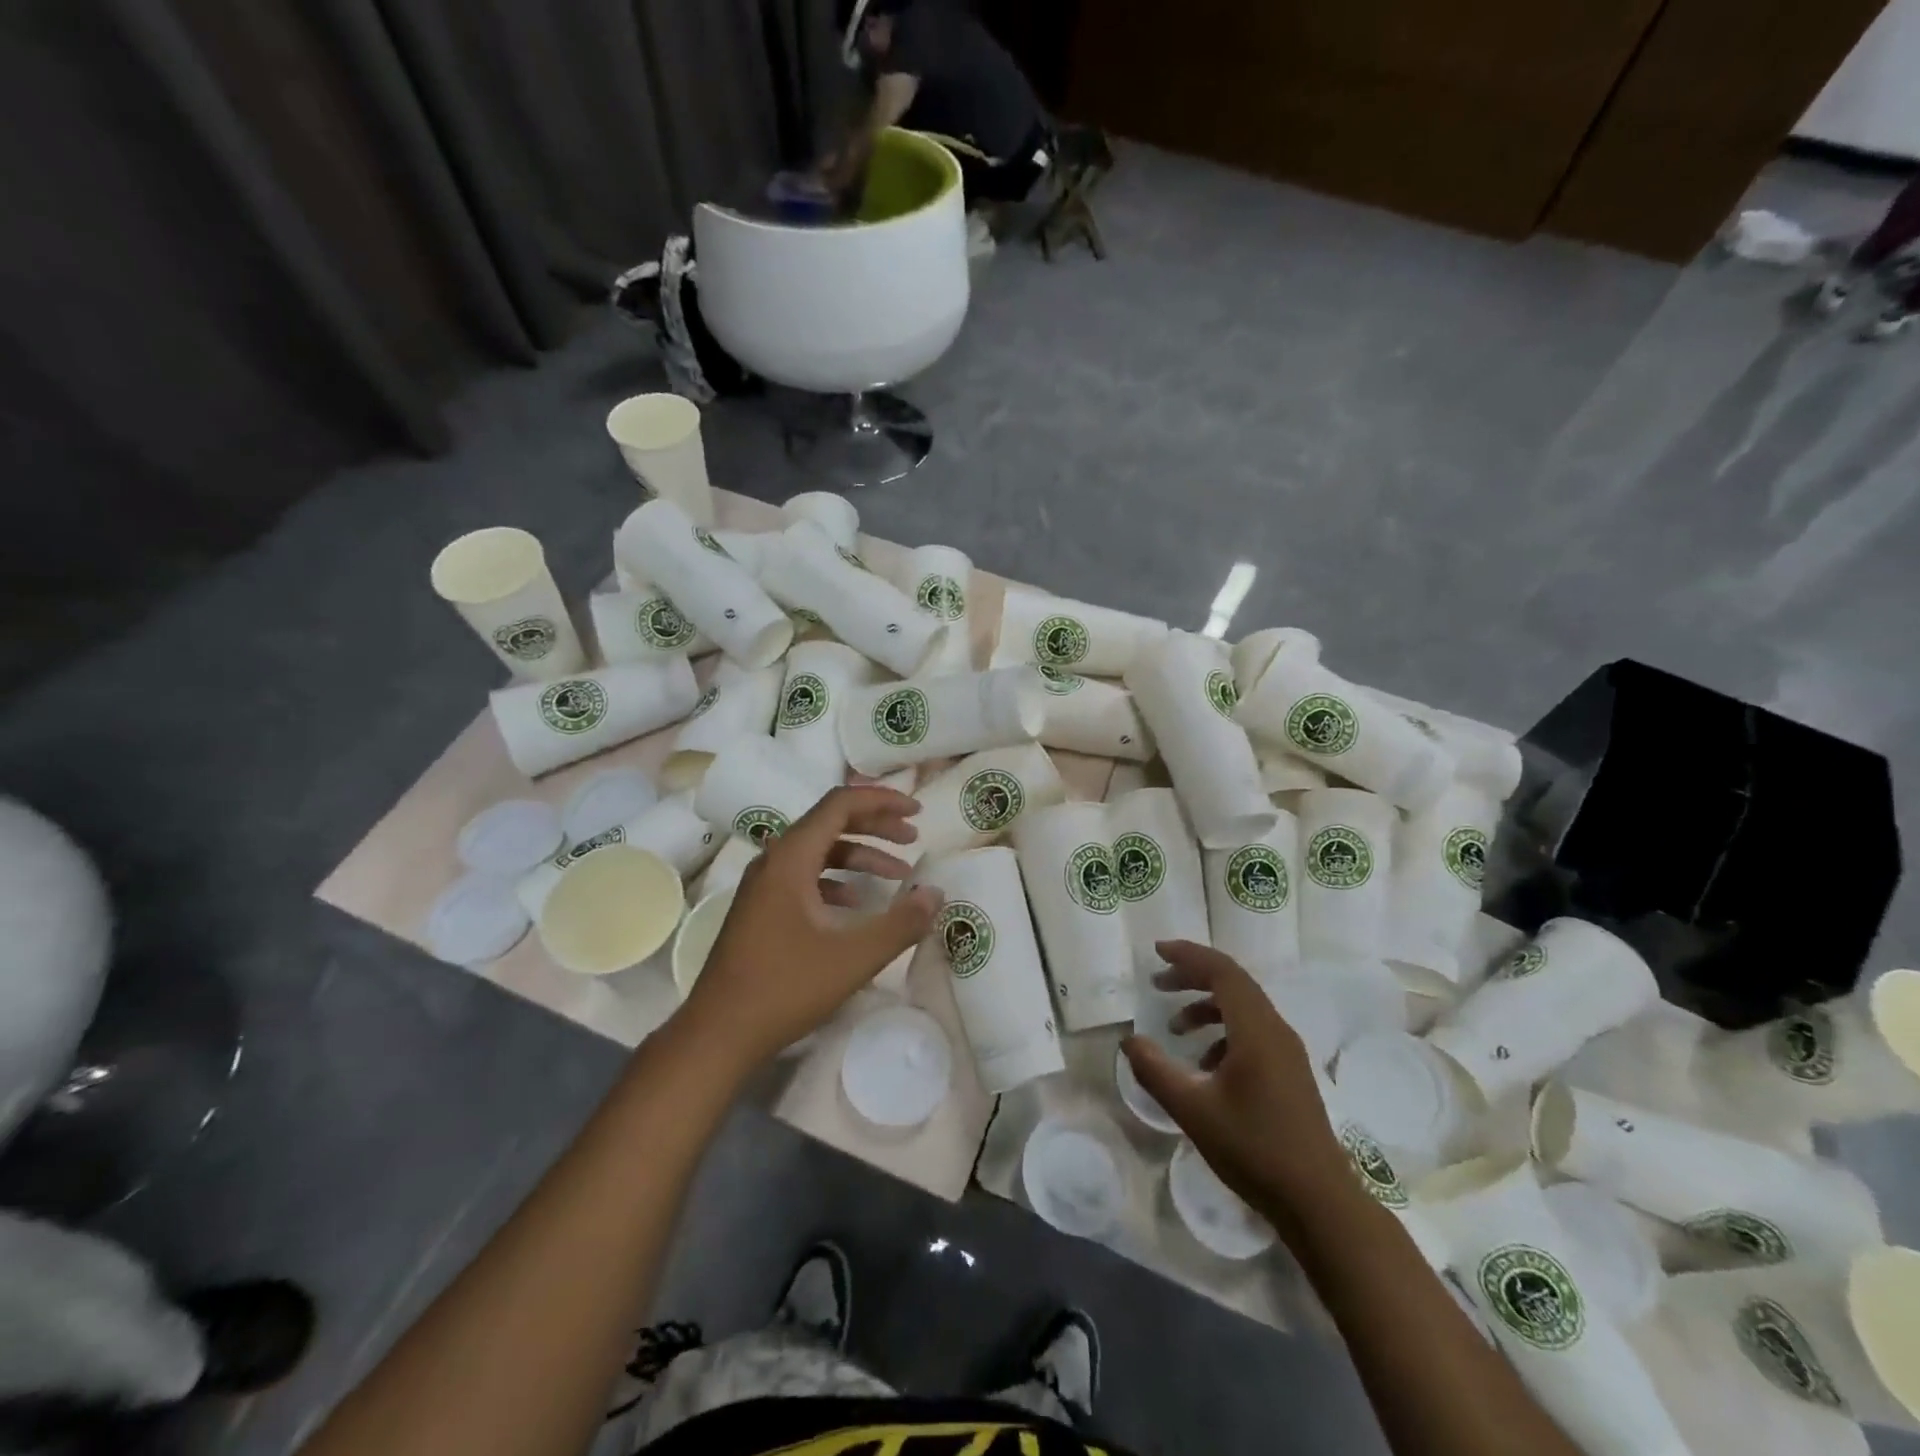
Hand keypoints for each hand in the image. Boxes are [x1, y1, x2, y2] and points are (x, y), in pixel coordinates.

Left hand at [678, 786, 942, 1067]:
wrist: (718, 1033)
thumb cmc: (785, 988)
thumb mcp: (853, 957)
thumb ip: (901, 923)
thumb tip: (936, 893)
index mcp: (791, 857)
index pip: (840, 804)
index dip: (882, 801)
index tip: (918, 813)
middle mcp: (774, 860)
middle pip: (830, 822)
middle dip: (876, 825)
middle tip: (913, 838)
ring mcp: (764, 885)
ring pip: (818, 851)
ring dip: (859, 854)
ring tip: (898, 874)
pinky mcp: (761, 908)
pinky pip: (805, 876)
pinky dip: (837, 879)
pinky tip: (857, 903)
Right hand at [1122, 942, 1349, 1217]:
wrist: (1319, 1203)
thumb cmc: (1254, 1150)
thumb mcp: (1193, 1110)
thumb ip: (1156, 1071)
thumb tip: (1129, 1041)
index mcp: (1256, 1030)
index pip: (1222, 972)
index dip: (1188, 955)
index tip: (1157, 952)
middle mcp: (1276, 1031)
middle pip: (1233, 984)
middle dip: (1193, 977)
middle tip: (1158, 982)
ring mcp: (1288, 1052)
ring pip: (1244, 1009)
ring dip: (1207, 1007)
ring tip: (1175, 1027)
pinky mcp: (1291, 1072)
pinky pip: (1253, 1032)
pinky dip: (1223, 1033)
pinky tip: (1204, 1064)